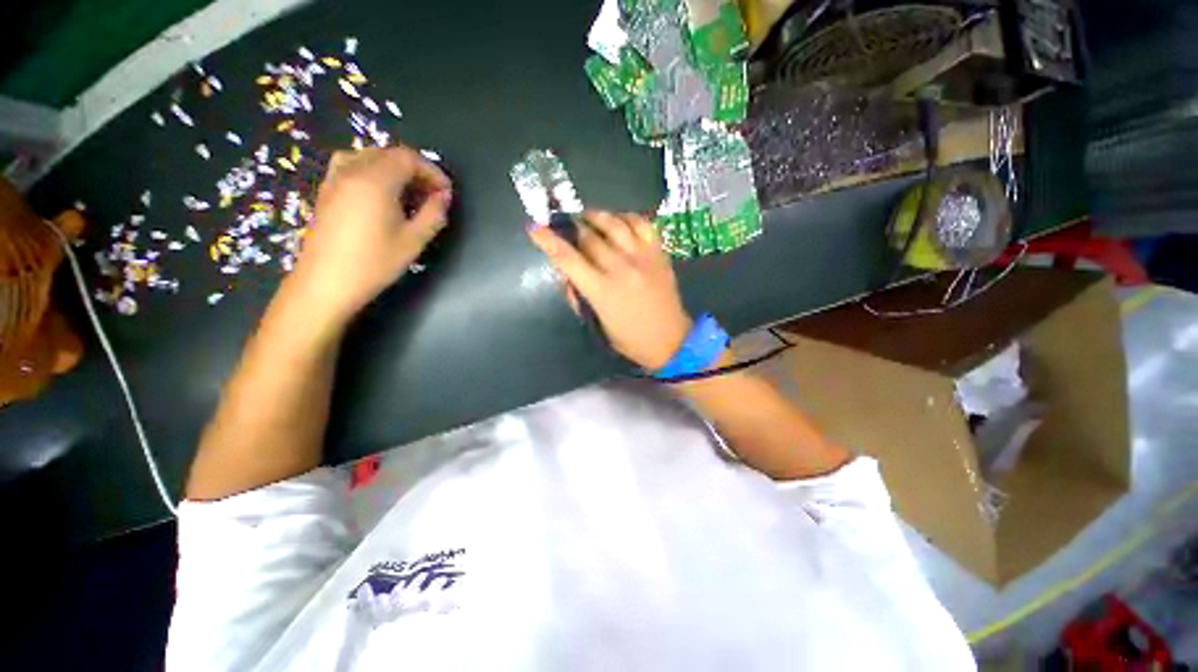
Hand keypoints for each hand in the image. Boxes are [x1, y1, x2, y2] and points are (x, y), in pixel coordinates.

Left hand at [288, 146, 451, 324]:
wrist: (326, 282)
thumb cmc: (374, 262)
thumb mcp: (414, 241)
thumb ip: (434, 214)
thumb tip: (444, 196)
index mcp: (375, 180)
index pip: (408, 158)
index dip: (432, 171)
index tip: (446, 193)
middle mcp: (352, 170)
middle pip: (389, 154)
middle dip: (415, 170)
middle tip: (432, 195)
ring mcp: (335, 178)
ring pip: (370, 157)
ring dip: (394, 170)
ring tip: (409, 194)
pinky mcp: (326, 190)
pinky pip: (353, 167)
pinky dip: (374, 173)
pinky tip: (382, 196)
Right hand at [529, 211, 693, 370]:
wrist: (671, 339)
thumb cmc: (630, 338)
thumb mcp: (597, 324)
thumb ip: (578, 297)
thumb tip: (566, 273)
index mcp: (601, 291)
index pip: (568, 259)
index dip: (548, 241)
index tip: (534, 228)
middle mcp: (620, 268)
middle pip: (588, 237)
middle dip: (572, 228)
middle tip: (565, 225)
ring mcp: (642, 257)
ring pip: (614, 223)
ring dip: (596, 216)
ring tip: (587, 216)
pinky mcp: (658, 253)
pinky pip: (642, 223)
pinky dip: (626, 217)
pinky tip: (619, 220)